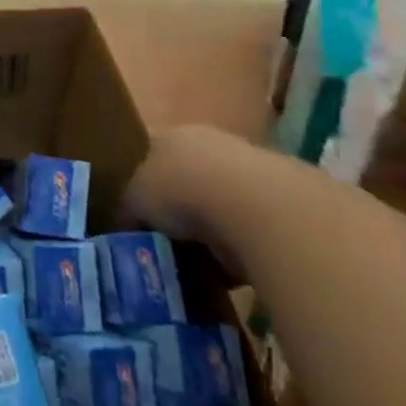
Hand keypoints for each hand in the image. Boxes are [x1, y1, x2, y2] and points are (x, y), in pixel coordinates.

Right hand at [125, 125, 250, 281]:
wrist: (251, 206)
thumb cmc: (178, 190)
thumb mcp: (133, 200)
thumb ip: (129, 209)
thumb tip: (128, 226)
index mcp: (170, 136)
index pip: (149, 156)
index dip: (141, 186)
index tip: (135, 217)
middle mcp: (209, 145)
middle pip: (186, 180)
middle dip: (177, 210)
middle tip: (164, 242)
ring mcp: (247, 170)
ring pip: (217, 205)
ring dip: (208, 232)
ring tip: (194, 262)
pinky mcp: (278, 203)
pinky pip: (245, 230)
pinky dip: (235, 248)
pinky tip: (225, 269)